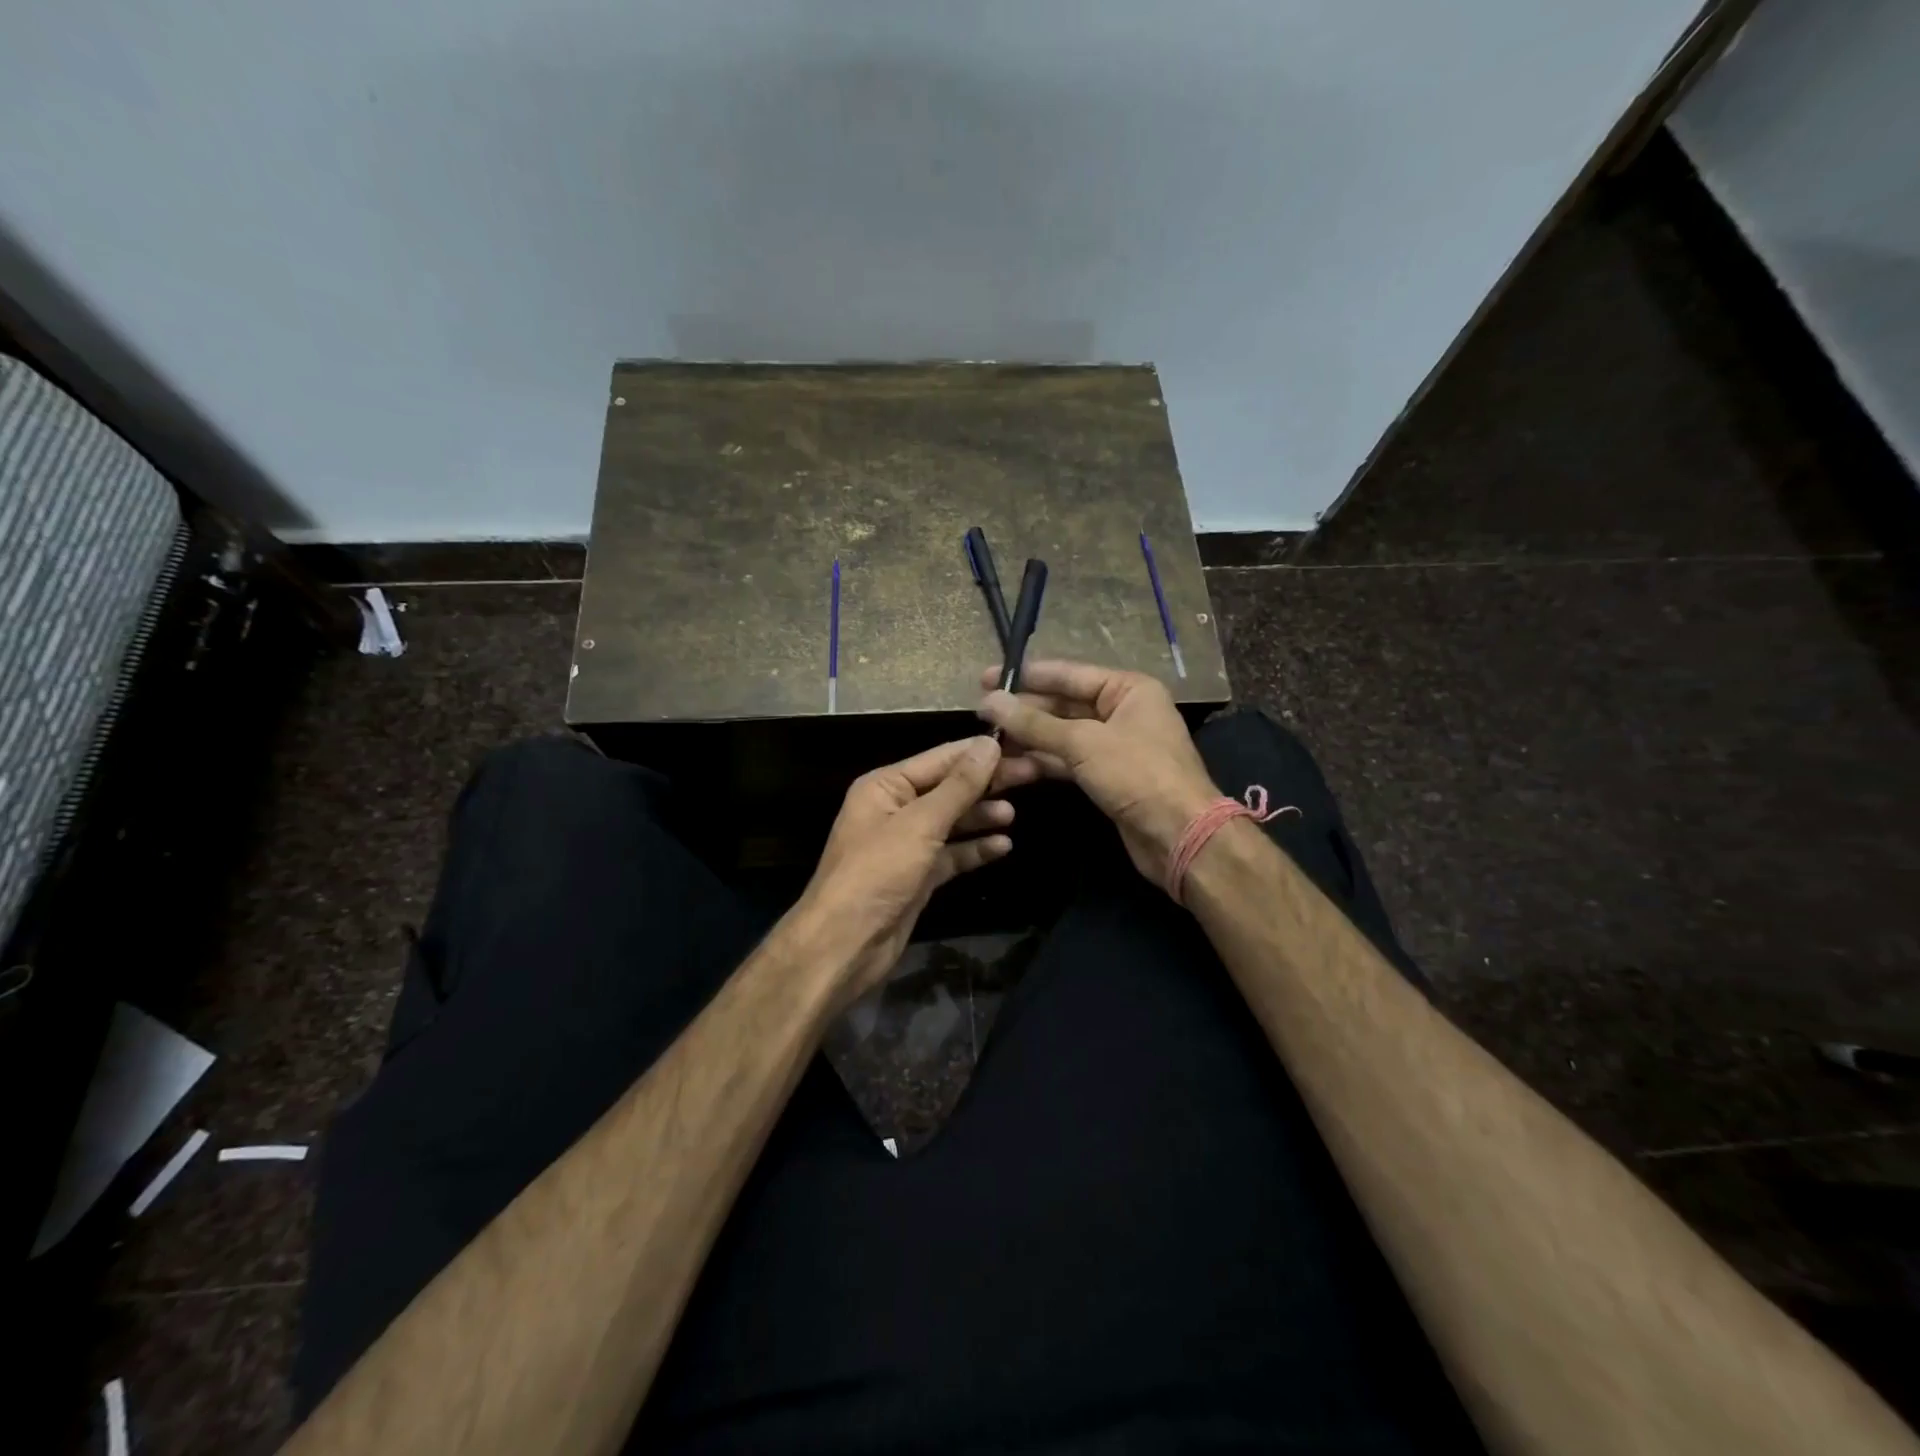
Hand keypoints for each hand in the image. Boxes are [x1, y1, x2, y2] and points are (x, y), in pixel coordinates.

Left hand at [794, 736, 1036, 1004]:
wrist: (846, 944)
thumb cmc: (877, 872)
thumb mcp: (920, 824)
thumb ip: (958, 786)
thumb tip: (988, 744)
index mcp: (886, 786)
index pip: (941, 758)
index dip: (980, 752)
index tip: (1021, 743)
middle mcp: (896, 808)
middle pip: (950, 787)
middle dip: (988, 782)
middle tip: (1033, 773)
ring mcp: (907, 843)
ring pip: (953, 821)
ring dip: (982, 815)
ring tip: (1013, 814)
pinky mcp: (918, 874)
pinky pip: (952, 853)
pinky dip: (975, 848)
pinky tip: (1003, 845)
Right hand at [977, 660, 1219, 884]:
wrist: (1179, 836)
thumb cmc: (1138, 775)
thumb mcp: (1083, 743)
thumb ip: (1034, 723)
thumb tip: (990, 700)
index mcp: (1127, 689)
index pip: (1068, 674)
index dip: (1026, 676)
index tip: (986, 678)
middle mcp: (1121, 711)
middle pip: (1062, 705)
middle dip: (1023, 712)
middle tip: (980, 714)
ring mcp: (1114, 746)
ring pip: (1061, 736)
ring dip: (1027, 740)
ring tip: (988, 742)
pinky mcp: (1106, 777)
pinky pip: (1067, 761)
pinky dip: (1041, 763)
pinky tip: (1010, 766)